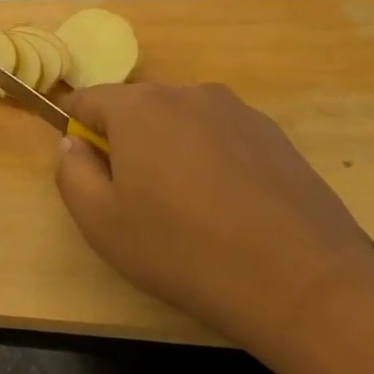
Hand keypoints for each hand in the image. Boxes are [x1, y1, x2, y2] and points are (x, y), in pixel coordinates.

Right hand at [55, 83, 373, 363]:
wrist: (302, 280)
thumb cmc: (183, 250)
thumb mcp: (100, 222)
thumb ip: (71, 171)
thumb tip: (75, 143)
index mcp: (138, 107)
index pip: (88, 99)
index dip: (77, 129)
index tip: (87, 168)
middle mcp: (187, 93)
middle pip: (137, 108)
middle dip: (126, 141)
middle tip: (136, 198)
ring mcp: (237, 111)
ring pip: (181, 121)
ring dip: (170, 150)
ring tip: (187, 207)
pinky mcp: (274, 135)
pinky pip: (221, 137)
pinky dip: (212, 160)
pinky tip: (228, 208)